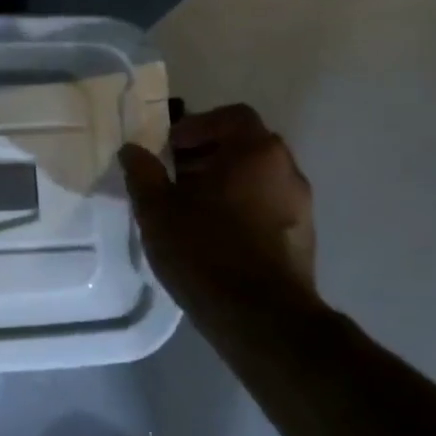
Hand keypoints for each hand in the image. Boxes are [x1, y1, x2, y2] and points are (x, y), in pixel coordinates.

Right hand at [119, 103, 316, 297]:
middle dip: (206, 155)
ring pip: (256, 179)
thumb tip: (132, 150)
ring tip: (188, 209)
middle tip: (173, 176)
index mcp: (256, 152)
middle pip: (245, 146)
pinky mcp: (302, 240)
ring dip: (223, 183)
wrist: (261, 319)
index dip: (197, 126)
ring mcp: (301, 207)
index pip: (231, 116)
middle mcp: (287, 171)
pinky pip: (266, 207)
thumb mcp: (157, 209)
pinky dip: (240, 209)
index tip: (170, 148)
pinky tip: (212, 236)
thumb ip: (143, 173)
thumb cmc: (205, 249)